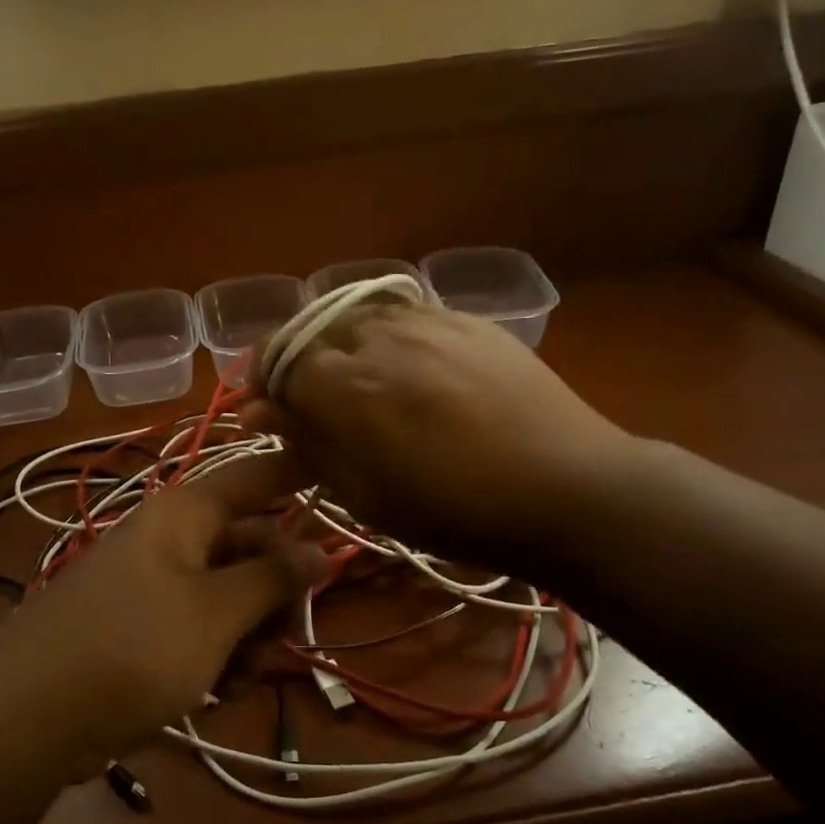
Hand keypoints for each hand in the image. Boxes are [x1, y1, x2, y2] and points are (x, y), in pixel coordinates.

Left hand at [0, 450, 322, 769]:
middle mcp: (172, 538)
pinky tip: (217, 692)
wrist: (27, 717)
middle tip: (286, 636)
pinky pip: (199, 625)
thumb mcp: (215, 613)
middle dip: (275, 593)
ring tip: (241, 678)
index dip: (299, 473)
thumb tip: (322, 549)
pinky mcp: (141, 625)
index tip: (343, 477)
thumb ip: (273, 577)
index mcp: (186, 513)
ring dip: (249, 634)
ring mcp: (154, 583)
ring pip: (229, 593)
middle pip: (249, 545)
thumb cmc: (133, 648)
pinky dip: (217, 654)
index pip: (256, 476)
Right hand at [245, 303, 639, 570]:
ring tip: (363, 384)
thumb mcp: (364, 493)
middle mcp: (376, 335)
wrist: (565, 487)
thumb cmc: (454, 508)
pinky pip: (408, 315)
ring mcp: (427, 320)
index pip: (277, 359)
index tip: (267, 410)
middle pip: (314, 331)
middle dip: (301, 363)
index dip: (263, 382)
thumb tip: (259, 413)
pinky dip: (390, 337)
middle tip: (316, 405)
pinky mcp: (468, 319)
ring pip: (359, 315)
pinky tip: (413, 369)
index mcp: (343, 384)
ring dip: (344, 345)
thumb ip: (308, 443)